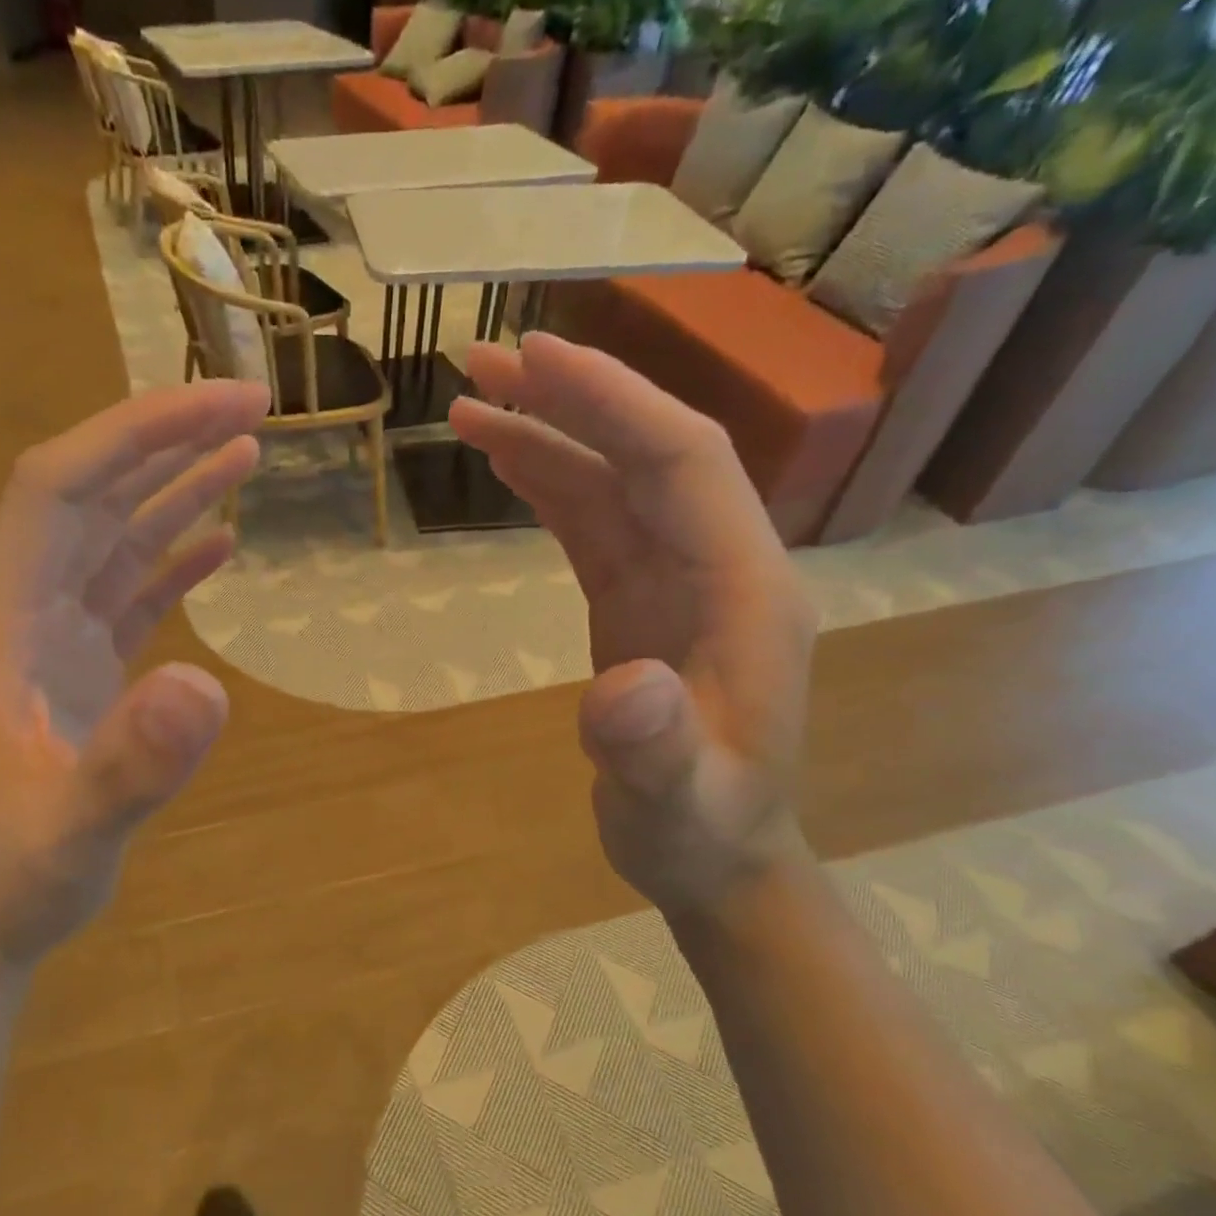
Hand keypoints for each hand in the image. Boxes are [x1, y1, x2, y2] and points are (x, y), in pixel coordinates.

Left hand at [0, 381, 269, 967]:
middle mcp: (18, 612)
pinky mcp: (76, 669)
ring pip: (111, 539)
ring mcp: (48, 639)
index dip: (133, 436)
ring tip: (245, 454)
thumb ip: (132, 764)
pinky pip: (127, 593)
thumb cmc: (13, 875)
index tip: (218, 407)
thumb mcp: (74, 832)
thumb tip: (207, 687)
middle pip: (88, 497)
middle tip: (251, 408)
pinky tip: (219, 543)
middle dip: (165, 443)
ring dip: (173, 491)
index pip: (57, 490)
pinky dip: (172, 560)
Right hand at [451, 334, 815, 913]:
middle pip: (645, 452)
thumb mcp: (677, 804)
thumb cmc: (702, 833)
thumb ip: (656, 749)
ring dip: (548, 435)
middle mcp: (717, 565)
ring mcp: (677, 581)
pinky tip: (506, 464)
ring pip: (613, 481)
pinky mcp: (640, 601)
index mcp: (744, 591)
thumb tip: (621, 685)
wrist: (715, 857)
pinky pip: (594, 523)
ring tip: (471, 403)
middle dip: (570, 398)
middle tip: (482, 362)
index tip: (536, 357)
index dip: (612, 402)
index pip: (680, 463)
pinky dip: (549, 485)